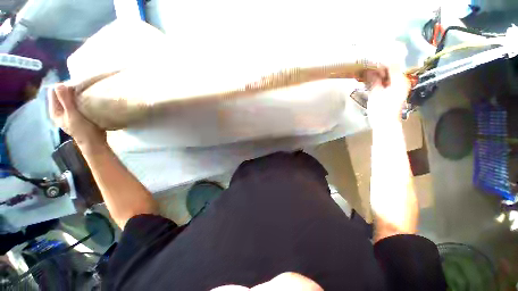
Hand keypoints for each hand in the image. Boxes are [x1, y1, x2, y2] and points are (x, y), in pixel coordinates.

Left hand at [48, 84, 105, 147]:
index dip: (63, 86)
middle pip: (61, 94)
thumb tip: (59, 84)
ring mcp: (68, 113)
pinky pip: (76, 103)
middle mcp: (59, 111)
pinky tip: (88, 100)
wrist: (95, 142)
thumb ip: (65, 100)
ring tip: (86, 93)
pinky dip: (80, 99)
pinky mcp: (77, 115)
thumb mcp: (73, 115)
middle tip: (83, 89)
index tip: (77, 86)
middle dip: (70, 89)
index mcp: (55, 110)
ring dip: (76, 94)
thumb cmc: (83, 130)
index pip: (54, 91)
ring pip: (69, 98)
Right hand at [363, 67, 410, 127]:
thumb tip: (369, 70)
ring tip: (368, 71)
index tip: (371, 59)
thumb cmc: (381, 110)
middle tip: (367, 65)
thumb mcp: (375, 94)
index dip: (382, 61)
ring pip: (389, 74)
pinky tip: (372, 79)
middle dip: (379, 66)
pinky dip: (380, 79)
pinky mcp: (395, 91)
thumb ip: (374, 80)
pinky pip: (388, 80)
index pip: (392, 64)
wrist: (385, 123)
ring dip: (379, 73)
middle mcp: (402, 81)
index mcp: (399, 81)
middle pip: (392, 69)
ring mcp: (399, 86)